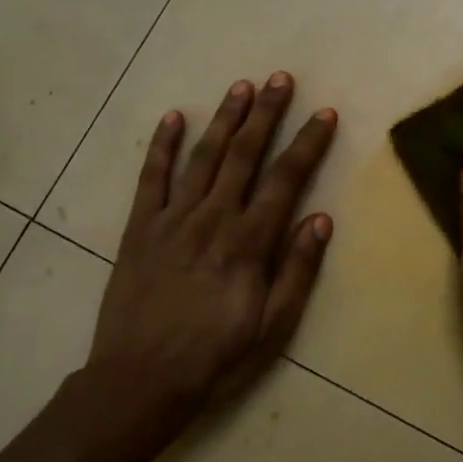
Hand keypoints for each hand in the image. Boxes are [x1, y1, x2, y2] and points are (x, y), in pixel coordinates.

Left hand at [87, 73, 337, 427]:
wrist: (138, 382)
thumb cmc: (215, 360)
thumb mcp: (272, 329)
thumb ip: (297, 271)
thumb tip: (321, 220)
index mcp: (248, 244)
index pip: (285, 180)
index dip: (307, 144)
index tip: (324, 114)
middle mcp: (212, 219)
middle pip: (244, 155)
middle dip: (265, 114)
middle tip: (280, 79)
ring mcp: (172, 220)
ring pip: (203, 157)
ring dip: (224, 119)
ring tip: (241, 86)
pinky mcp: (140, 228)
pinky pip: (151, 178)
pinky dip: (161, 145)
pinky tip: (173, 117)